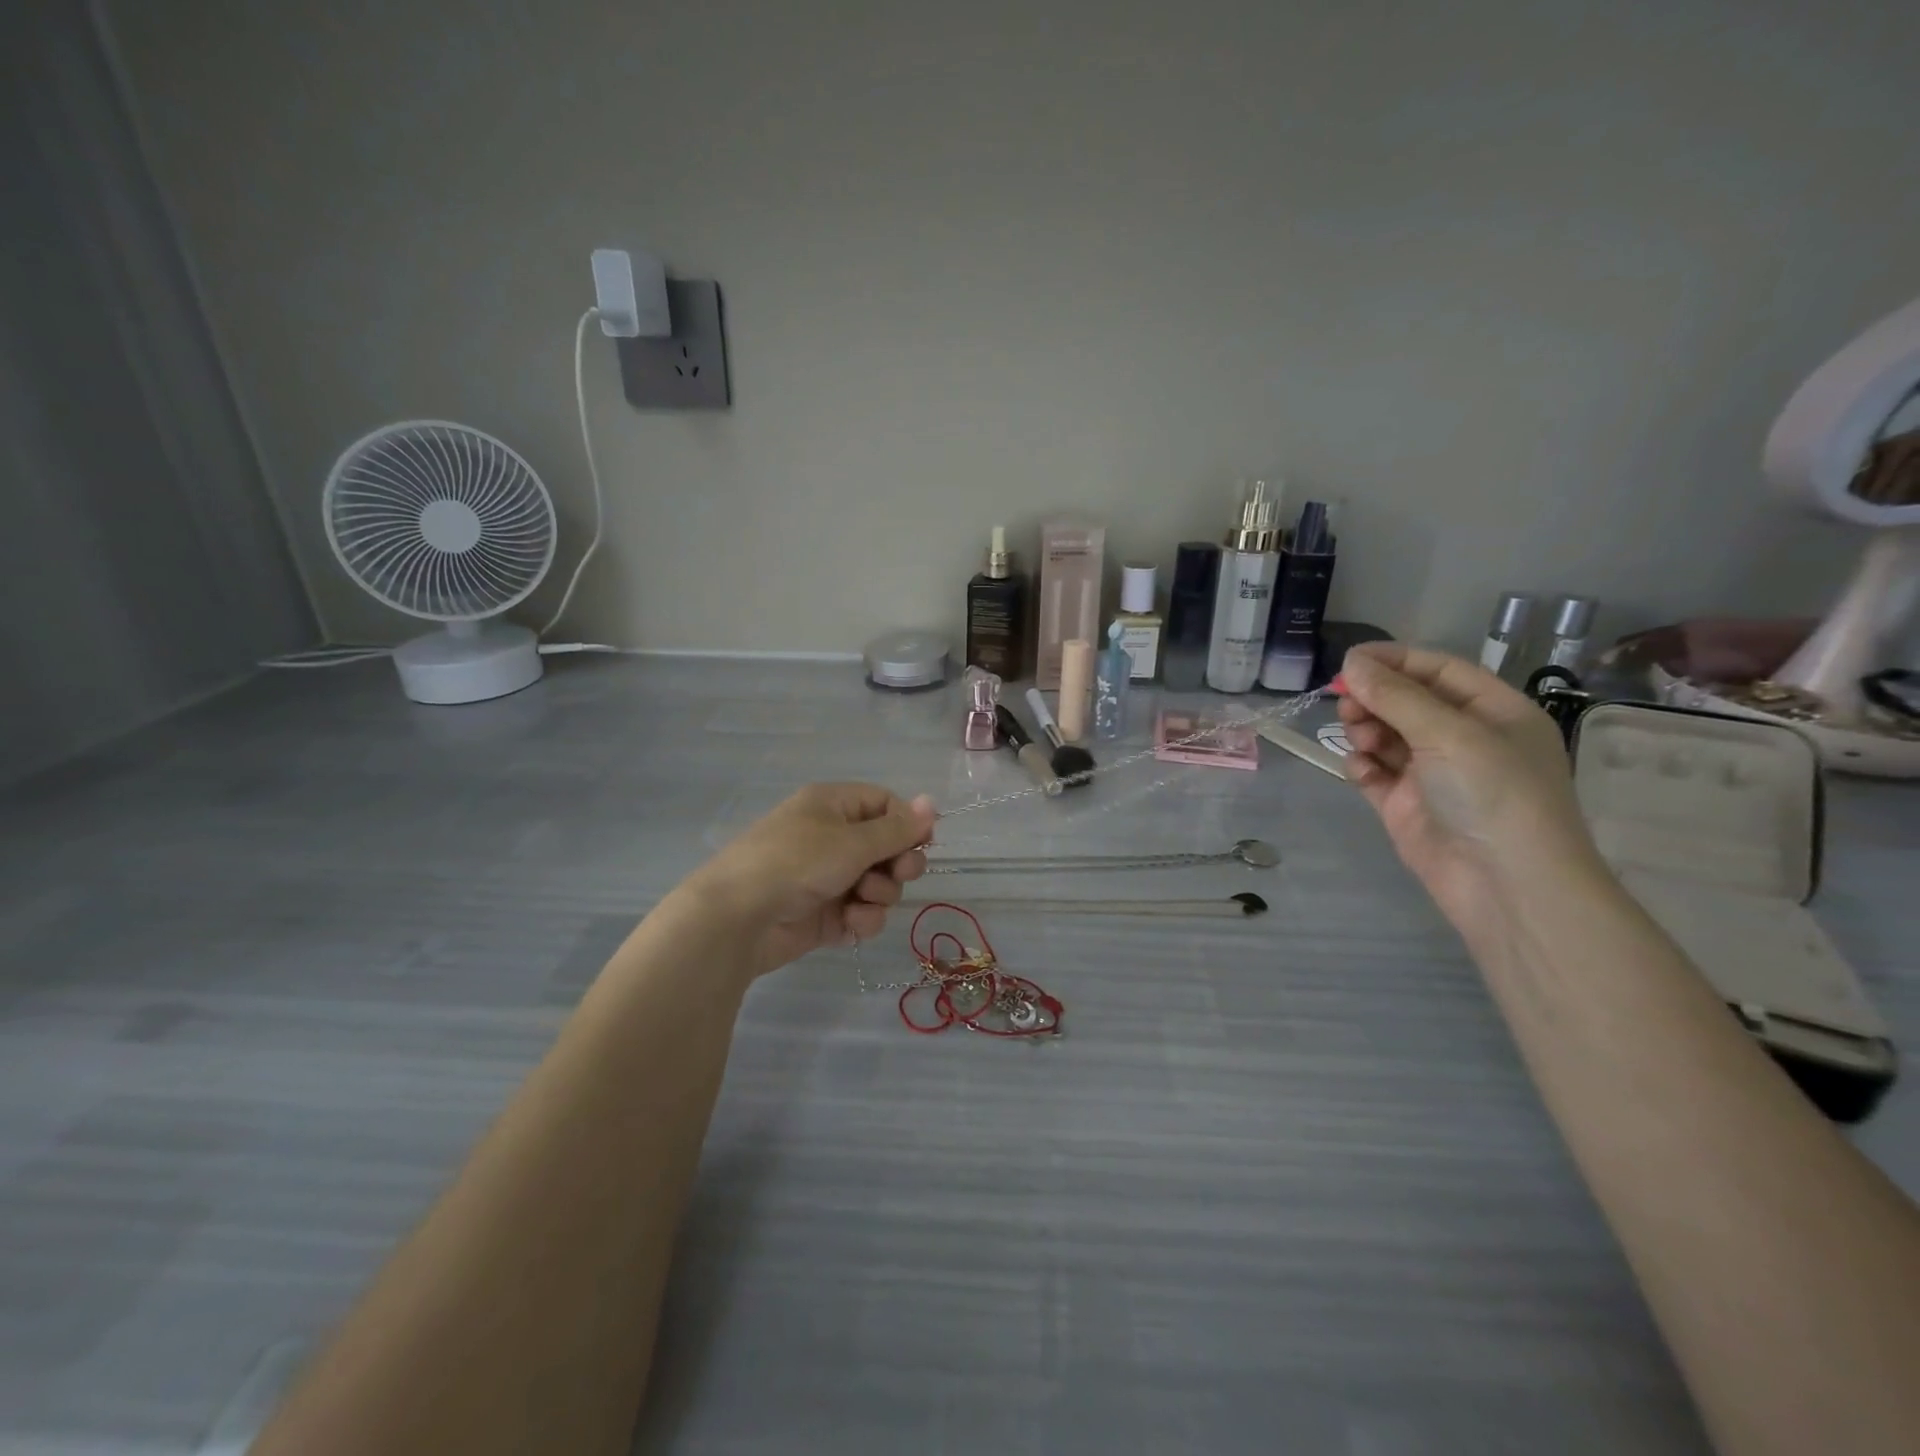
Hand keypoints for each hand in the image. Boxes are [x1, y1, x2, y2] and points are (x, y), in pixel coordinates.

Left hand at [682, 783, 936, 977]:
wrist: (738, 919)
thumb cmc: (796, 863)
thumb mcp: (852, 841)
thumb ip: (898, 829)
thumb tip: (932, 803)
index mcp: (833, 806)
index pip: (885, 804)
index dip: (907, 824)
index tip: (923, 844)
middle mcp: (832, 838)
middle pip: (887, 847)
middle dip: (898, 863)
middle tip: (897, 873)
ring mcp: (829, 878)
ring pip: (879, 884)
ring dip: (880, 894)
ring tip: (860, 900)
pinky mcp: (825, 915)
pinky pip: (862, 913)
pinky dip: (862, 919)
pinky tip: (849, 923)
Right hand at [1338, 644, 1605, 927]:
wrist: (1505, 885)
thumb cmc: (1493, 795)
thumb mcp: (1449, 734)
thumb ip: (1396, 696)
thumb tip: (1352, 661)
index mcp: (1493, 712)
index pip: (1439, 670)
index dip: (1395, 661)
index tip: (1350, 660)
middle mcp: (1464, 738)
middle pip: (1406, 701)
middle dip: (1374, 698)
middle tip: (1346, 703)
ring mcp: (1432, 773)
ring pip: (1385, 734)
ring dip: (1365, 729)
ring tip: (1360, 739)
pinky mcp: (1405, 803)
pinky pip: (1374, 771)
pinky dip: (1361, 764)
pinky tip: (1361, 769)